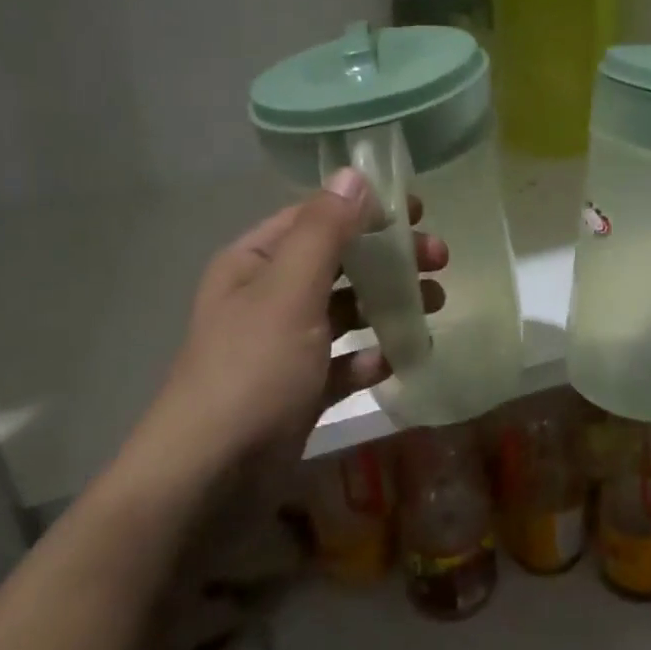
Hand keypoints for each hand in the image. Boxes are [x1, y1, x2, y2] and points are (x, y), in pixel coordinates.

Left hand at [118, 169, 446, 499]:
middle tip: (439, 263)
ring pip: (344, 313)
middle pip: (338, 265)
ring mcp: (282, 348)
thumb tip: (354, 174)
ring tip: (433, 306)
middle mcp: (266, 298)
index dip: (365, 209)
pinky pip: (342, 364)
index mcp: (255, 264)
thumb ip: (324, 232)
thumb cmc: (253, 370)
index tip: (417, 210)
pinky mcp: (298, 391)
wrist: (212, 475)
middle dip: (387, 261)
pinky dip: (369, 359)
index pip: (315, 218)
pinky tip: (395, 362)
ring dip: (386, 307)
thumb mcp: (289, 292)